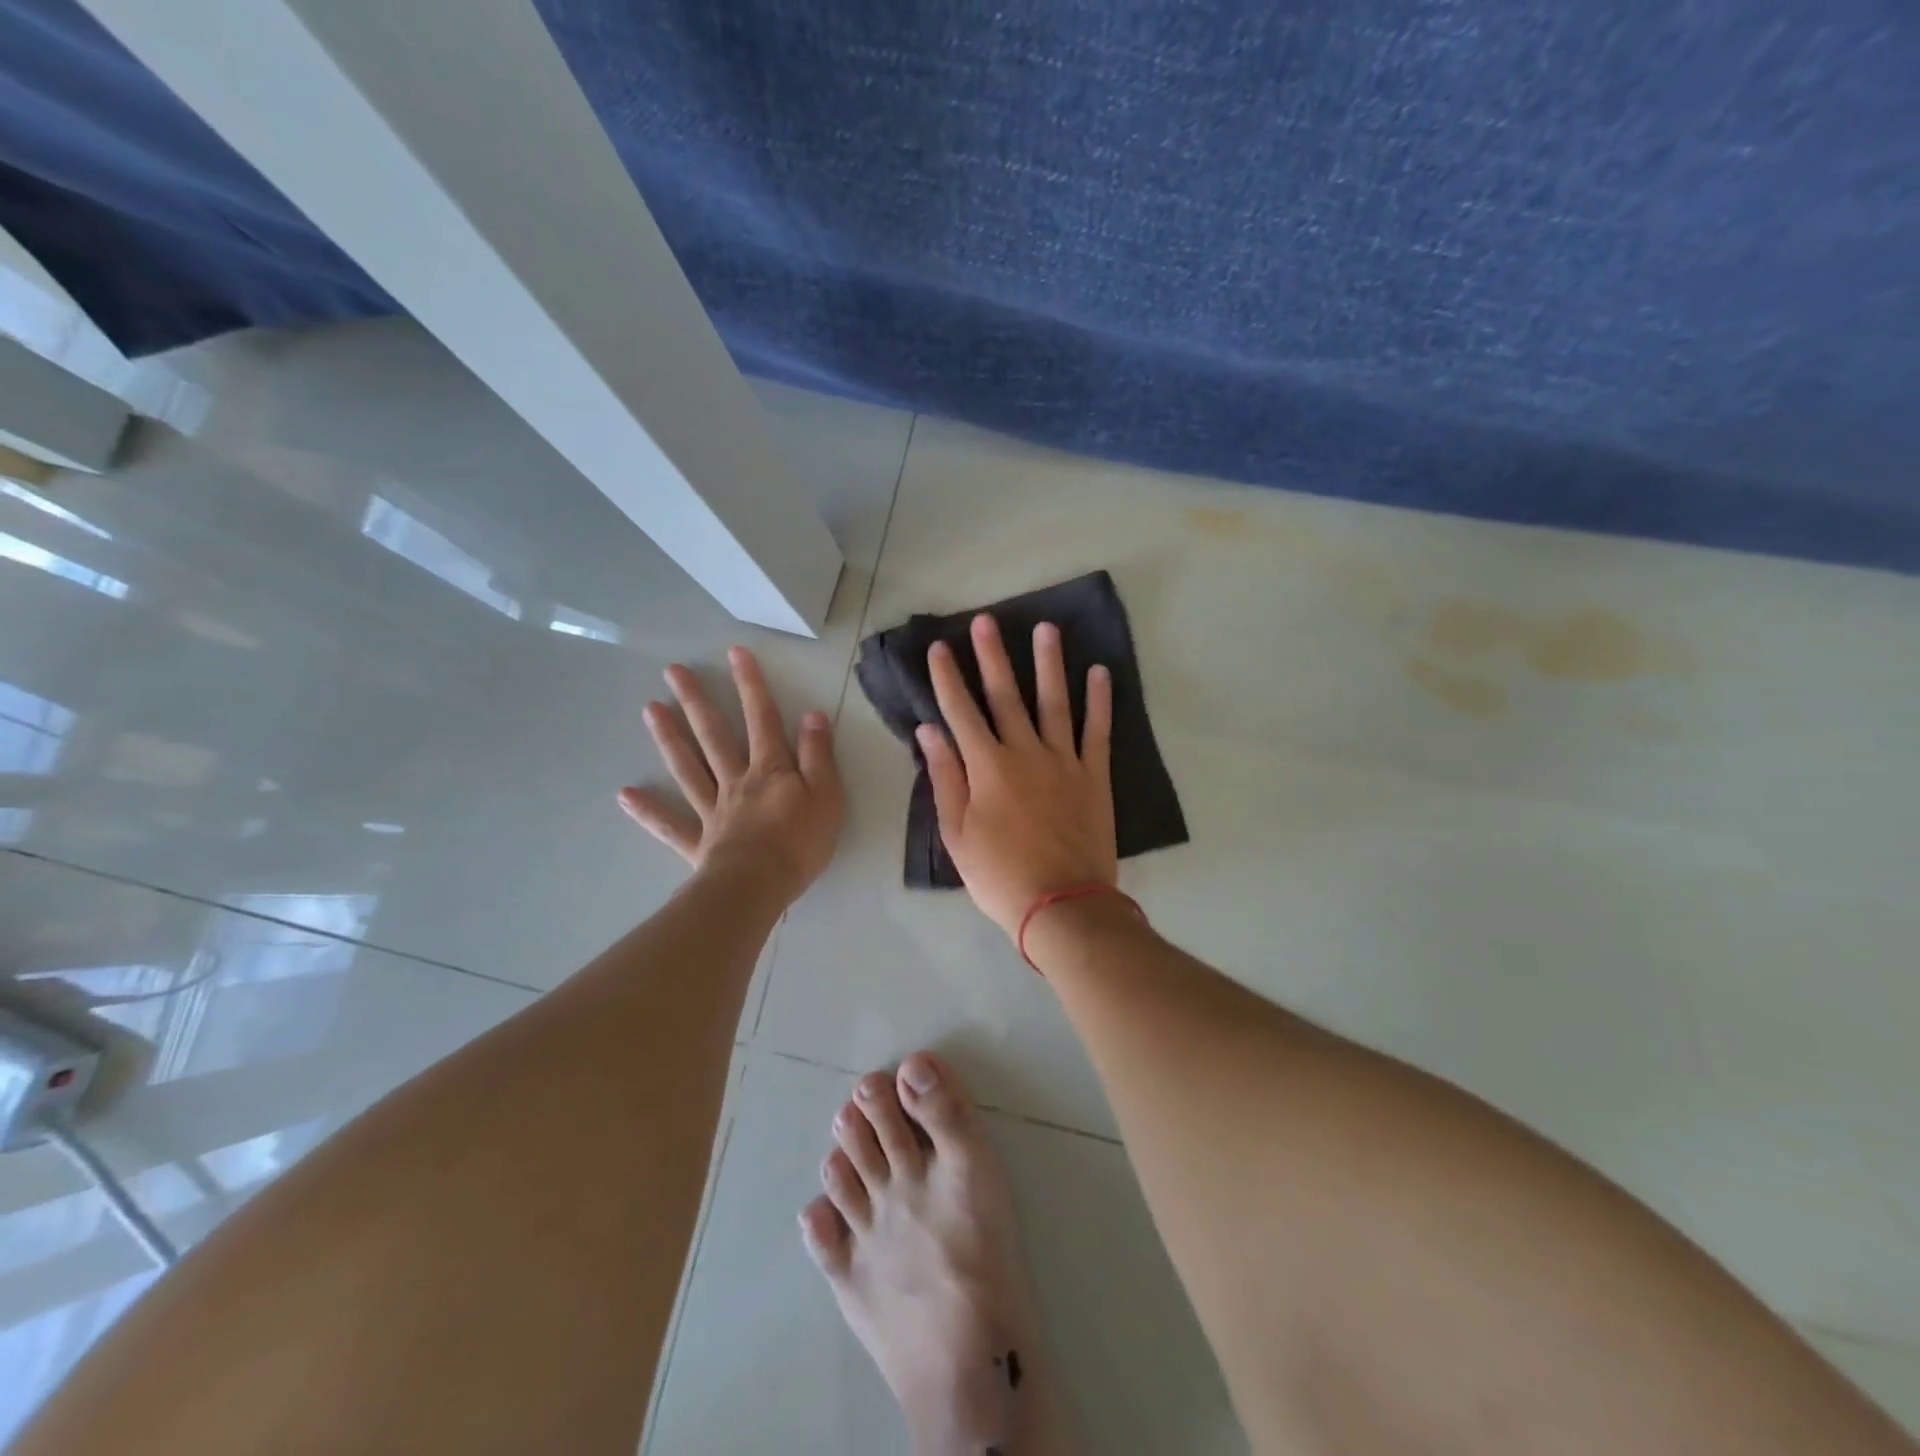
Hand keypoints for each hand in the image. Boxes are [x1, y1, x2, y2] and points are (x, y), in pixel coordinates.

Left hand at [619, 646, 843, 902]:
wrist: (758, 887)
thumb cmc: (800, 842)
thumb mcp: (826, 795)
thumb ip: (818, 755)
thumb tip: (812, 715)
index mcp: (770, 770)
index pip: (762, 719)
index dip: (751, 685)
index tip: (734, 653)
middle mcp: (736, 782)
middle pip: (714, 736)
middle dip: (696, 701)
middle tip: (673, 672)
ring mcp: (712, 811)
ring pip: (688, 769)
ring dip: (669, 739)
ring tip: (649, 710)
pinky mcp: (698, 843)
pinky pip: (670, 825)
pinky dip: (648, 811)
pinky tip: (624, 795)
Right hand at [919, 614, 1115, 938]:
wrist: (1062, 905)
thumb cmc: (1000, 876)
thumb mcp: (957, 834)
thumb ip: (946, 779)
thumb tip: (929, 732)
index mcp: (987, 768)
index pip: (961, 712)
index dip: (948, 678)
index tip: (940, 647)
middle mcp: (1025, 753)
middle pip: (1006, 696)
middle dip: (993, 656)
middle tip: (987, 620)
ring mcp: (1065, 761)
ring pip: (1054, 702)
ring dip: (1049, 663)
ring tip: (1046, 628)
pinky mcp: (1095, 776)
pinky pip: (1098, 731)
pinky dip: (1100, 701)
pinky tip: (1100, 672)